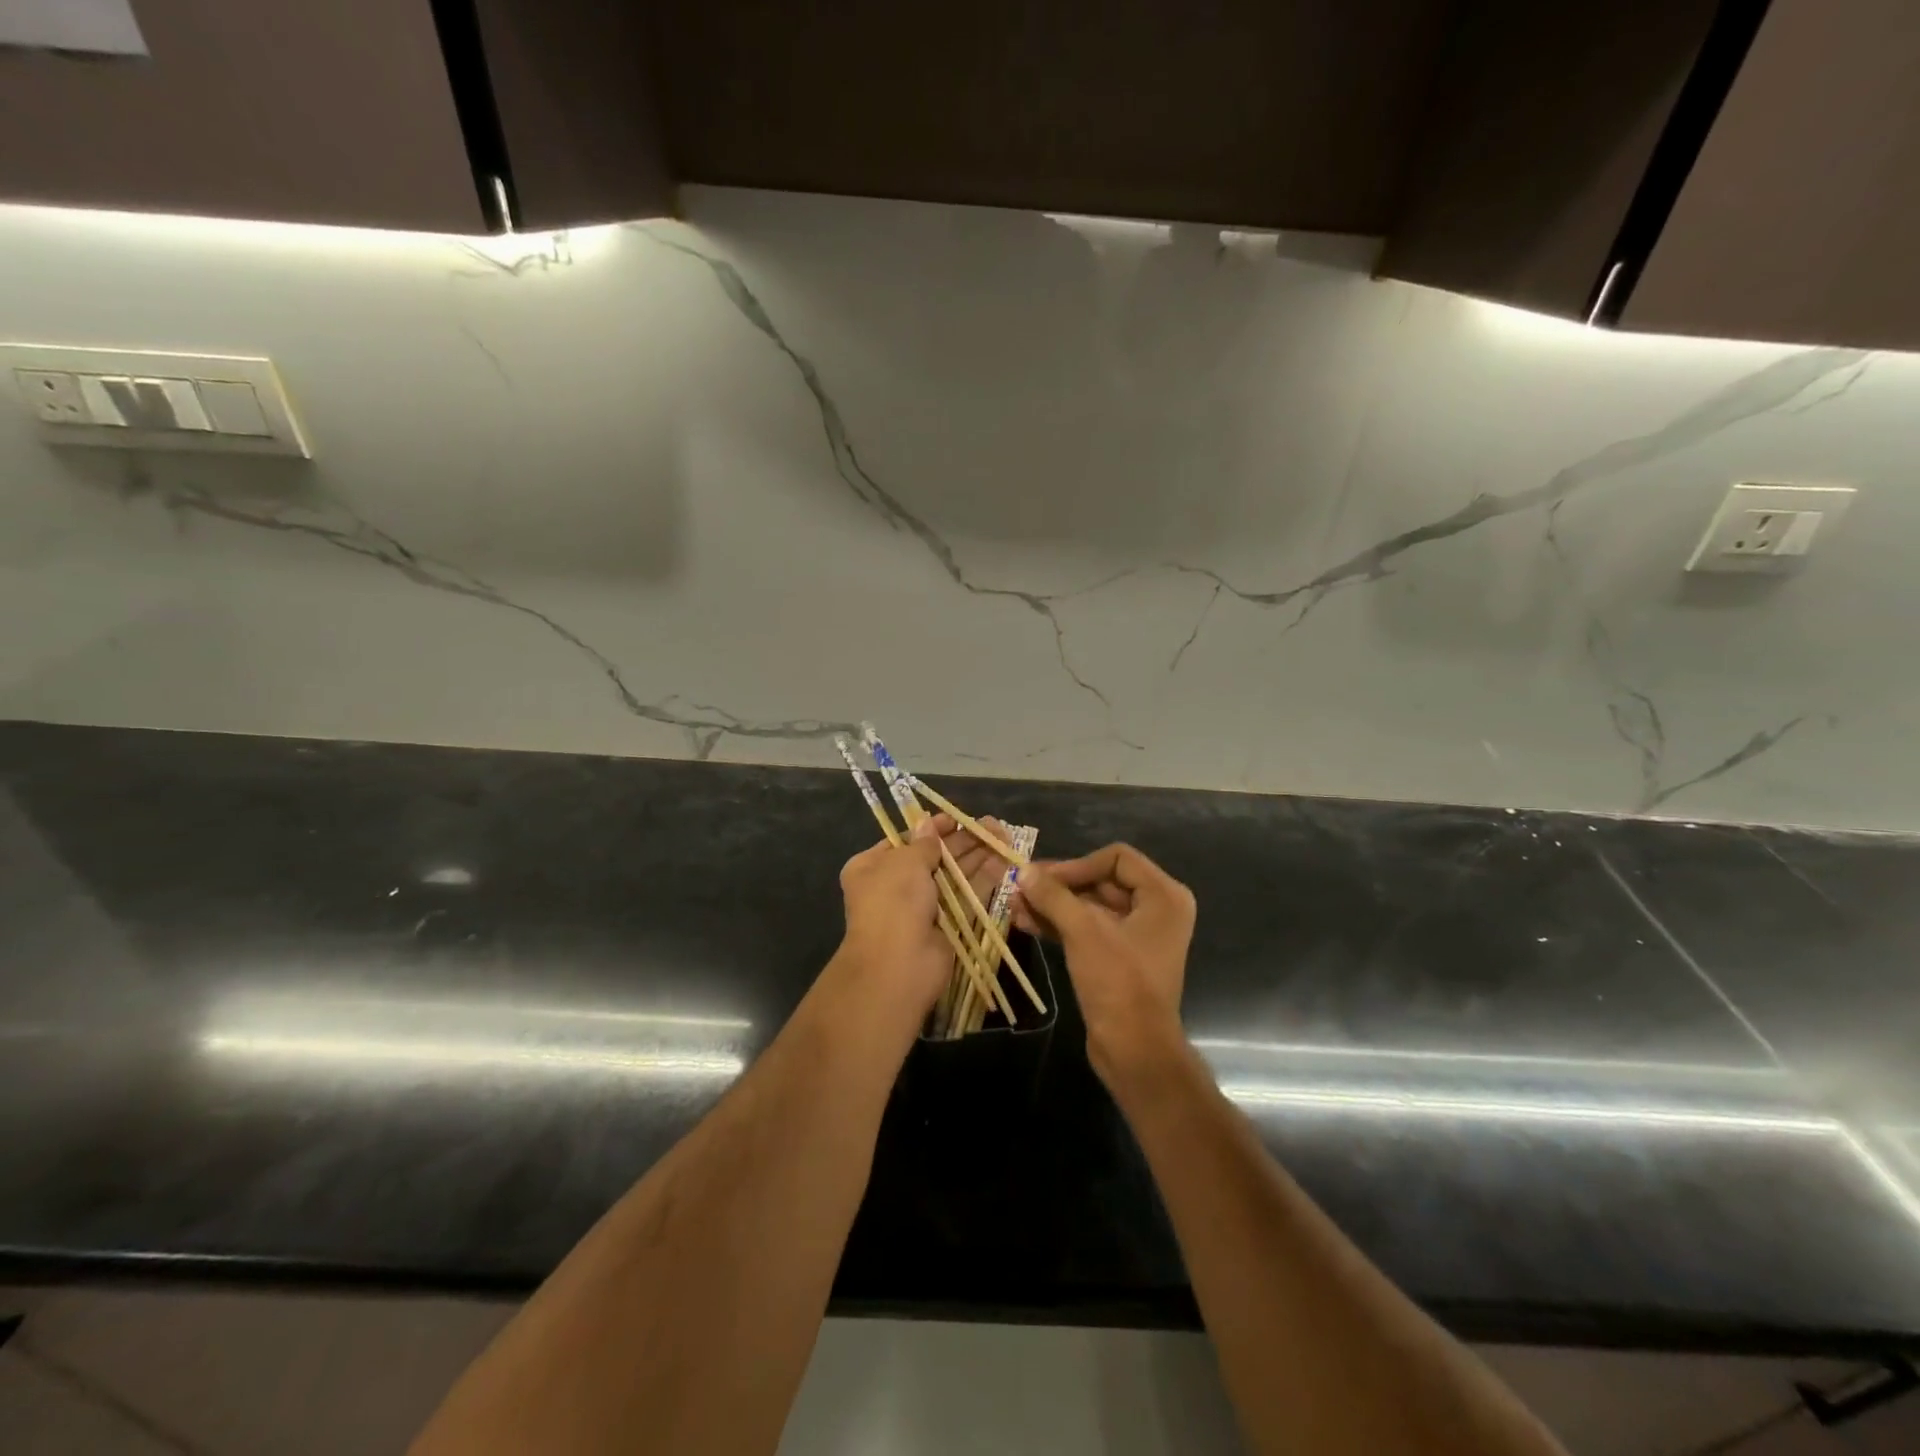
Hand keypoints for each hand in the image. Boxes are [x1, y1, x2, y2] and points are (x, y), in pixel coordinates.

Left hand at [833, 814, 1016, 1028]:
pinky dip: (984, 879)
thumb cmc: (894, 903)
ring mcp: (923, 908)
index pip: (905, 840)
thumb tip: (929, 825)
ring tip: (1003, 835)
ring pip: (954, 875)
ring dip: (977, 855)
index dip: (931, 828)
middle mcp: (896, 886)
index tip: (956, 818)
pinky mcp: (948, 925)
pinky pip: (966, 896)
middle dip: (962, 841)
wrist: (899, 966)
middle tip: (990, 824)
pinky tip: (1003, 860)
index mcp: (873, 867)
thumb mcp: (905, 862)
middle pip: (934, 856)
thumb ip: (924, 843)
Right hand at [1013, 843, 1195, 1086]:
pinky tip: (1027, 923)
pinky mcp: (1120, 958)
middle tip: (1021, 887)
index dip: (1077, 865)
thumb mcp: (1083, 932)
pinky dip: (1061, 924)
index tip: (1042, 878)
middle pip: (1101, 881)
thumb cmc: (1118, 983)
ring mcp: (1138, 935)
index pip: (1116, 858)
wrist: (1135, 1051)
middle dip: (1059, 885)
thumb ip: (1053, 896)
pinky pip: (1089, 929)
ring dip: (1054, 905)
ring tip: (1015, 905)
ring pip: (1091, 906)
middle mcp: (1157, 909)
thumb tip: (1023, 870)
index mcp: (1163, 896)